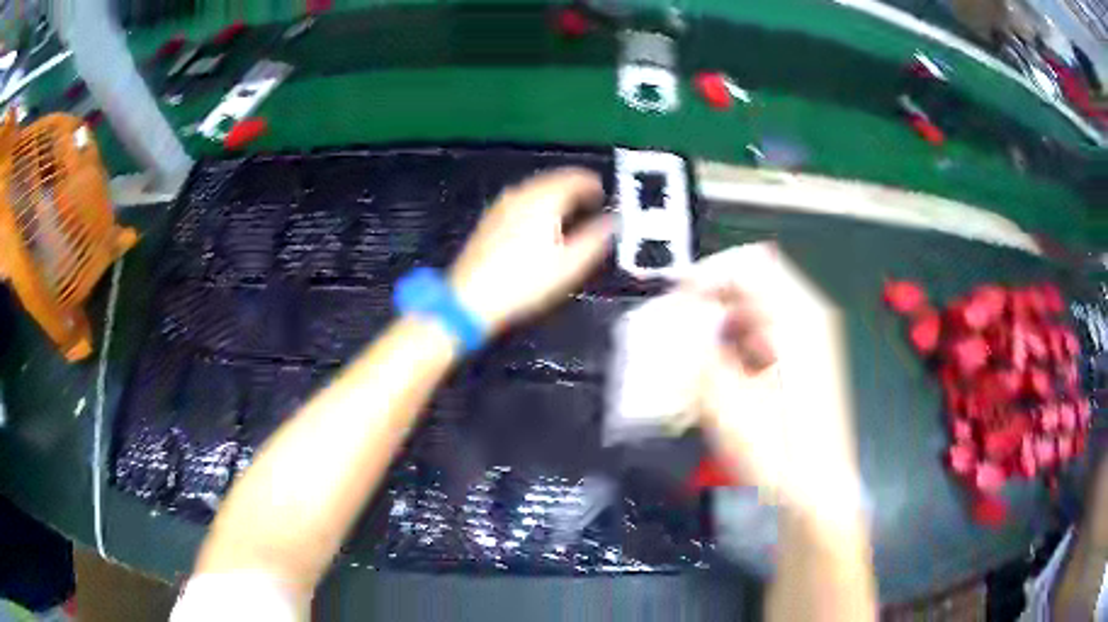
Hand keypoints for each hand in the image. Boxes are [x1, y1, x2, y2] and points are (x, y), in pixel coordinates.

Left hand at [450, 168, 613, 332]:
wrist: (470, 298)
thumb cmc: (525, 282)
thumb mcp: (569, 265)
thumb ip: (595, 239)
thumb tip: (613, 222)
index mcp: (545, 199)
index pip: (574, 178)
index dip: (592, 184)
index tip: (603, 194)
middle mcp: (522, 194)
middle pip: (553, 179)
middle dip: (573, 187)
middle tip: (589, 200)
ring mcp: (502, 205)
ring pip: (535, 189)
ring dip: (554, 194)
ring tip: (568, 210)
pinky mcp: (489, 219)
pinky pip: (520, 200)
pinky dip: (536, 203)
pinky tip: (539, 220)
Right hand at [687, 244, 864, 520]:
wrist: (817, 488)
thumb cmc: (777, 449)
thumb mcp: (726, 401)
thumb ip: (695, 351)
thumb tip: (672, 319)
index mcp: (797, 317)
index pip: (747, 263)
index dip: (706, 274)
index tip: (676, 301)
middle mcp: (809, 316)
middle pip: (754, 279)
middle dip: (711, 297)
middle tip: (680, 325)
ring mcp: (811, 336)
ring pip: (759, 304)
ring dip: (722, 317)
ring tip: (695, 349)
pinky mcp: (807, 356)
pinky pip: (767, 327)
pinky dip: (739, 336)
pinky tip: (723, 368)